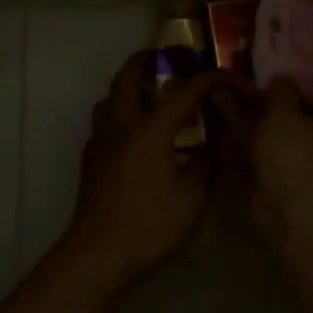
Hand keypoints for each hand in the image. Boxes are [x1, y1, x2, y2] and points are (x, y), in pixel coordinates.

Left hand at [69, 52, 218, 283]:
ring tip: (143, 92)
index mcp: (150, 130)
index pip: (181, 93)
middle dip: (144, 62)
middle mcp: (122, 127)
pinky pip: (103, 125)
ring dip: (125, 87)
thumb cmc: (150, 224)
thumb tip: (211, 146)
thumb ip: (205, 165)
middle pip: (127, 80)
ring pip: (108, 100)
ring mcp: (101, 144)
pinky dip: (117, 116)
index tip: (221, 75)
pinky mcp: (90, 163)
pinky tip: (129, 135)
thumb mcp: (194, 197)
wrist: (98, 256)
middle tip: (160, 56)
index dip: (204, 80)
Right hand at [210, 77, 312, 242]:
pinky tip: (213, 128)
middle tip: (231, 84)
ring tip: (214, 96)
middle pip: (285, 121)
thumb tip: (281, 77)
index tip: (264, 79)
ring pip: (264, 138)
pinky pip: (250, 158)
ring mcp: (293, 169)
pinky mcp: (270, 186)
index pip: (312, 101)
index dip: (288, 90)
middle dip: (258, 104)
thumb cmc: (295, 150)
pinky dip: (234, 145)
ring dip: (241, 119)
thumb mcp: (286, 109)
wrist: (288, 208)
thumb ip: (282, 91)